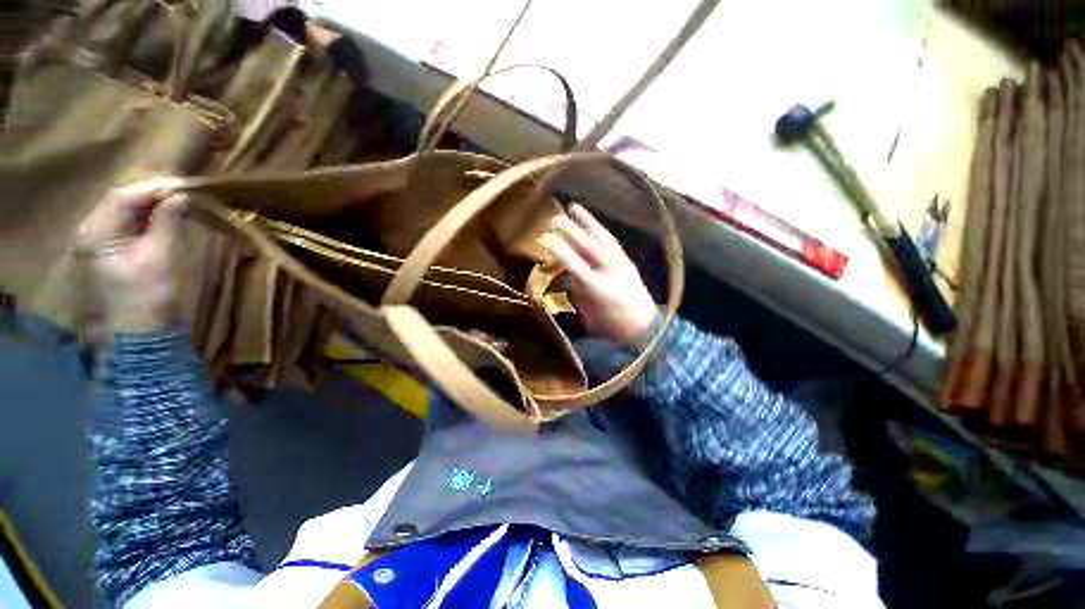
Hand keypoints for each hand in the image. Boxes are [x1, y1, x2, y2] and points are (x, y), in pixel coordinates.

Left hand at [76, 179, 185, 333]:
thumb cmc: (146, 297)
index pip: (123, 196)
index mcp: (95, 231)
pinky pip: (128, 225)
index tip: (185, 185)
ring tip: (179, 201)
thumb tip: (180, 196)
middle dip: (154, 193)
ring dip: (152, 205)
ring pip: (124, 211)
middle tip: (184, 191)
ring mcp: (98, 242)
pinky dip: (148, 218)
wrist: (138, 334)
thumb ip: (167, 224)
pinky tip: (166, 217)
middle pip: (121, 201)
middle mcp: (90, 231)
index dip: (155, 186)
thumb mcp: (159, 258)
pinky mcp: (109, 251)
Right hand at [545, 205, 658, 345]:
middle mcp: (611, 272)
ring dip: (587, 222)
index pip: (578, 267)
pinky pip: (611, 241)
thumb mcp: (589, 313)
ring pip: (602, 238)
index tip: (549, 241)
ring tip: (573, 208)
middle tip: (554, 219)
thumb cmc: (612, 325)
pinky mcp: (627, 261)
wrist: (645, 326)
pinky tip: (592, 223)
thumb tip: (569, 274)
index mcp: (599, 289)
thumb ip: (578, 292)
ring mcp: (621, 264)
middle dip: (571, 232)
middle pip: (589, 247)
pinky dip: (600, 230)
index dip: (563, 253)